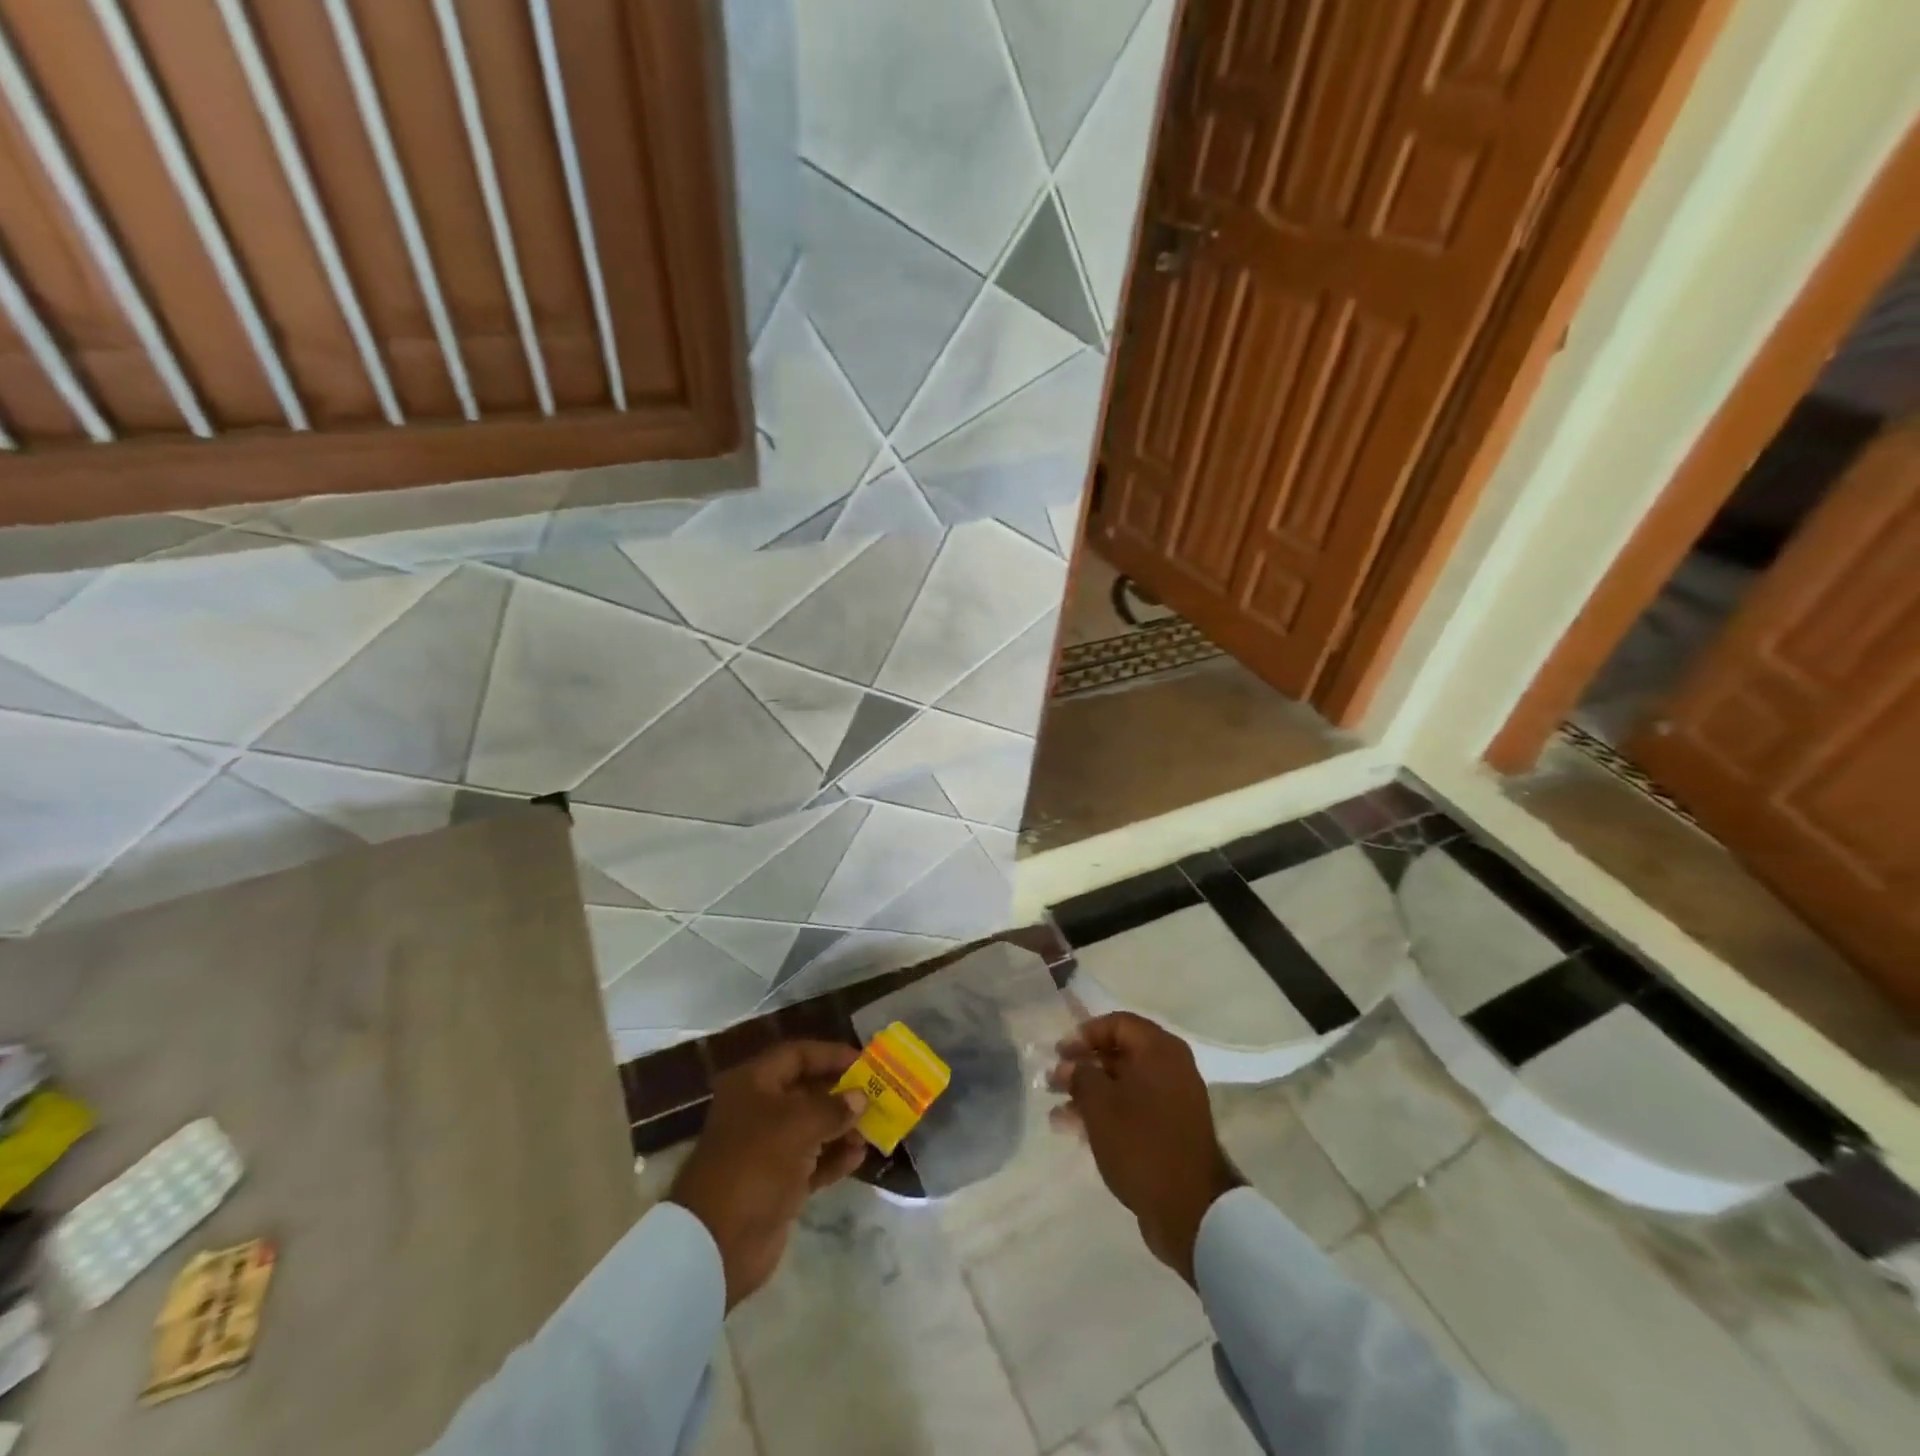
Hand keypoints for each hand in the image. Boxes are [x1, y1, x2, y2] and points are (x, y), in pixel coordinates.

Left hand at [668, 1040, 867, 1308]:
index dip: (830, 1054)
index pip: (797, 1055)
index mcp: (753, 1084)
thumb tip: (860, 1097)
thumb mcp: (797, 1125)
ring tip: (874, 1128)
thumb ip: (833, 1107)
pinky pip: (813, 1161)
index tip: (864, 1061)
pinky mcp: (778, 1183)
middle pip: (807, 1091)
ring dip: (843, 1127)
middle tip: (877, 1094)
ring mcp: (768, 1149)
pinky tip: (859, 1156)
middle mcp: (759, 1110)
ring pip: (812, 1128)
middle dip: (842, 1093)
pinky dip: (834, 1157)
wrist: (717, 1241)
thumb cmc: (755, 1163)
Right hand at [1051, 1012, 1242, 1284]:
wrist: (1190, 1208)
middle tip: (1053, 1081)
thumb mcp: (1100, 1104)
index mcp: (1159, 1049)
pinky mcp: (1172, 1130)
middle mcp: (1171, 1067)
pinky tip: (1076, 1131)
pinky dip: (1107, 1114)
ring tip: (1057, 1111)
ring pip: (1124, 1085)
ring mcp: (1174, 1100)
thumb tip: (1070, 1065)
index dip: (1085, 1034)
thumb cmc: (1141, 1142)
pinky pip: (1134, 1109)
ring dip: (1090, 1093)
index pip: (1117, 1023)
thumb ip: (1080, 1076)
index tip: (1060, 1053)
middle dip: (1084, 1067)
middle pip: (1120, 1053)